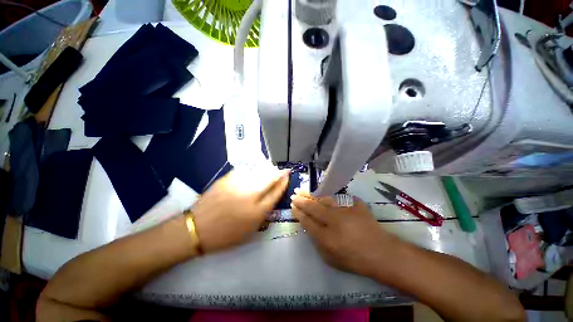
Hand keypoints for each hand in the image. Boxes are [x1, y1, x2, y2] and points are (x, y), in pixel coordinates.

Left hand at [192, 170, 289, 253]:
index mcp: (256, 212)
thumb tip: (271, 198)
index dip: (283, 184)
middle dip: (279, 174)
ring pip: (258, 172)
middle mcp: (249, 196)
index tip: (286, 177)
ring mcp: (237, 186)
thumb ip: (263, 213)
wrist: (197, 229)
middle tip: (283, 171)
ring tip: (271, 168)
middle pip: (269, 180)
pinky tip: (255, 169)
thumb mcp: (250, 231)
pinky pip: (244, 171)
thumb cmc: (225, 235)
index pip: (275, 193)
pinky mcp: (226, 180)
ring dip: (267, 169)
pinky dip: (252, 169)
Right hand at [291, 191, 401, 277]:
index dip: (298, 213)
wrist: (382, 253)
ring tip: (304, 191)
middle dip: (301, 201)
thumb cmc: (355, 260)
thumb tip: (310, 227)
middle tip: (294, 195)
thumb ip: (317, 243)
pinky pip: (339, 198)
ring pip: (324, 199)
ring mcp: (345, 210)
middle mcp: (334, 220)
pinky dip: (329, 197)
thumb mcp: (331, 259)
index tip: (293, 207)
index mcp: (326, 237)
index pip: (307, 221)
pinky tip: (323, 195)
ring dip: (312, 195)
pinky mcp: (355, 204)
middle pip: (313, 207)